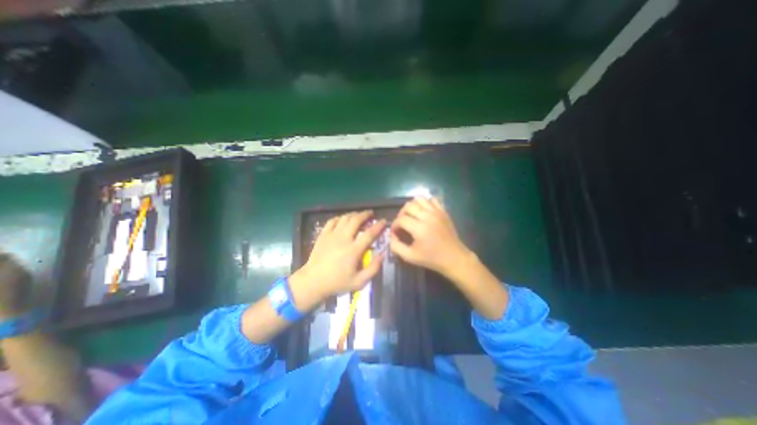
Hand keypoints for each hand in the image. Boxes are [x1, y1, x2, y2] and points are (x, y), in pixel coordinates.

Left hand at [291, 208, 386, 302]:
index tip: (384, 221)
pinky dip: (340, 217)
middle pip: (356, 220)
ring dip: (354, 214)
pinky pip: (332, 221)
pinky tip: (343, 219)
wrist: (313, 281)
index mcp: (353, 250)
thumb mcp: (359, 282)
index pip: (369, 233)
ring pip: (344, 218)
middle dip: (365, 214)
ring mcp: (332, 235)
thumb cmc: (337, 282)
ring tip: (359, 215)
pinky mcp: (323, 235)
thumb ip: (373, 269)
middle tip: (371, 213)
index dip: (378, 226)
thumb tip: (382, 254)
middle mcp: (343, 239)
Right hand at [390, 200, 506, 318]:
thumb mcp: (410, 257)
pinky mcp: (443, 211)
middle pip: (408, 206)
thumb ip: (396, 246)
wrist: (454, 258)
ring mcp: (437, 212)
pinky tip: (424, 212)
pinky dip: (425, 203)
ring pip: (419, 199)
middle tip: (402, 224)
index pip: (401, 219)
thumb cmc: (431, 259)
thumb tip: (391, 236)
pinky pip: (432, 200)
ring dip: (412, 206)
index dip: (394, 225)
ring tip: (411, 216)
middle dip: (401, 214)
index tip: (395, 233)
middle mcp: (428, 216)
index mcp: (419, 228)